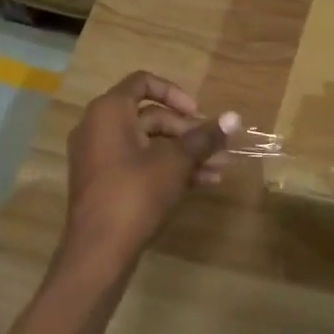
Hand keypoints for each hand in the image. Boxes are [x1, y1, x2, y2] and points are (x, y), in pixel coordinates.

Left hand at [63, 72, 236, 263]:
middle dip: (189, 131)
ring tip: (220, 168)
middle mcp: (98, 127)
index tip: (198, 113)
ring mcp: (99, 156)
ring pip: (149, 144)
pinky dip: (167, 168)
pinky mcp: (104, 182)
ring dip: (185, 153)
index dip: (175, 93)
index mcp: (109, 111)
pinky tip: (203, 183)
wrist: (99, 251)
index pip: (143, 82)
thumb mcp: (176, 163)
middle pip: (151, 116)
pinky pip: (139, 163)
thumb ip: (204, 138)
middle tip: (218, 148)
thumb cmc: (135, 194)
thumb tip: (235, 117)